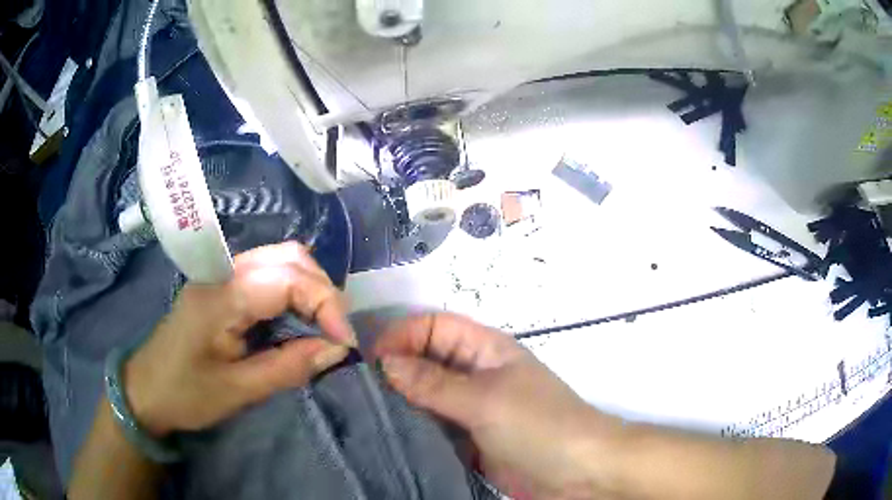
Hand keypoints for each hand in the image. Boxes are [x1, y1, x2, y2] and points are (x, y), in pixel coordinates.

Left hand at [124, 242, 355, 436]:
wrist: (146, 388)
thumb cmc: (186, 394)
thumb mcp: (239, 391)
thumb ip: (288, 367)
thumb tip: (337, 349)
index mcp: (221, 297)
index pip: (287, 278)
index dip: (326, 304)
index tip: (343, 343)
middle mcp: (223, 272)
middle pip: (289, 257)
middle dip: (322, 292)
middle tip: (335, 334)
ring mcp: (221, 273)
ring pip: (281, 259)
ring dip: (310, 289)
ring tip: (321, 327)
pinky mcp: (223, 284)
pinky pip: (268, 272)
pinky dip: (293, 291)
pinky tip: (296, 319)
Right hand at [373, 313, 611, 499]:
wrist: (578, 474)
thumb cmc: (539, 426)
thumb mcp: (485, 400)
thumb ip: (433, 383)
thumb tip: (385, 363)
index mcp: (485, 349)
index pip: (434, 327)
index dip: (402, 336)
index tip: (368, 360)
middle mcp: (476, 374)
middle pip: (426, 360)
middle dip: (395, 369)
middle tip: (358, 390)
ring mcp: (472, 409)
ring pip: (426, 396)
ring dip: (400, 402)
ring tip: (364, 413)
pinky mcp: (470, 440)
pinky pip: (434, 427)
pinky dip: (413, 429)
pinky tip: (388, 436)